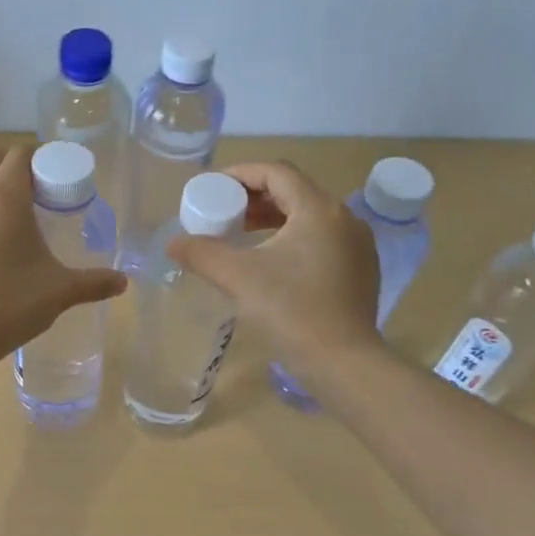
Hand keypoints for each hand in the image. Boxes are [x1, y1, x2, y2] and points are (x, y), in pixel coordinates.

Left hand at [0, 144, 126, 367]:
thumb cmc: (11, 300)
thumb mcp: (60, 290)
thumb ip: (93, 282)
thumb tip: (122, 282)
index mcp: (4, 197)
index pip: (20, 155)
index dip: (42, 158)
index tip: (62, 177)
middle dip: (16, 164)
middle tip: (43, 189)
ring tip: (26, 214)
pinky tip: (5, 238)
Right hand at [166, 160, 381, 380]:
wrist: (343, 363)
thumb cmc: (290, 311)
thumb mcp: (237, 277)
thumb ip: (201, 253)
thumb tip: (173, 243)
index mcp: (318, 209)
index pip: (276, 172)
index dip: (241, 173)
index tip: (212, 187)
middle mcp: (344, 218)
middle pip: (294, 192)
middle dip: (255, 198)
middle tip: (223, 212)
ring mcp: (358, 245)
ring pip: (309, 217)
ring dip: (273, 219)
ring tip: (242, 234)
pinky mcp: (361, 270)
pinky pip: (322, 239)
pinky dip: (293, 238)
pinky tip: (272, 262)